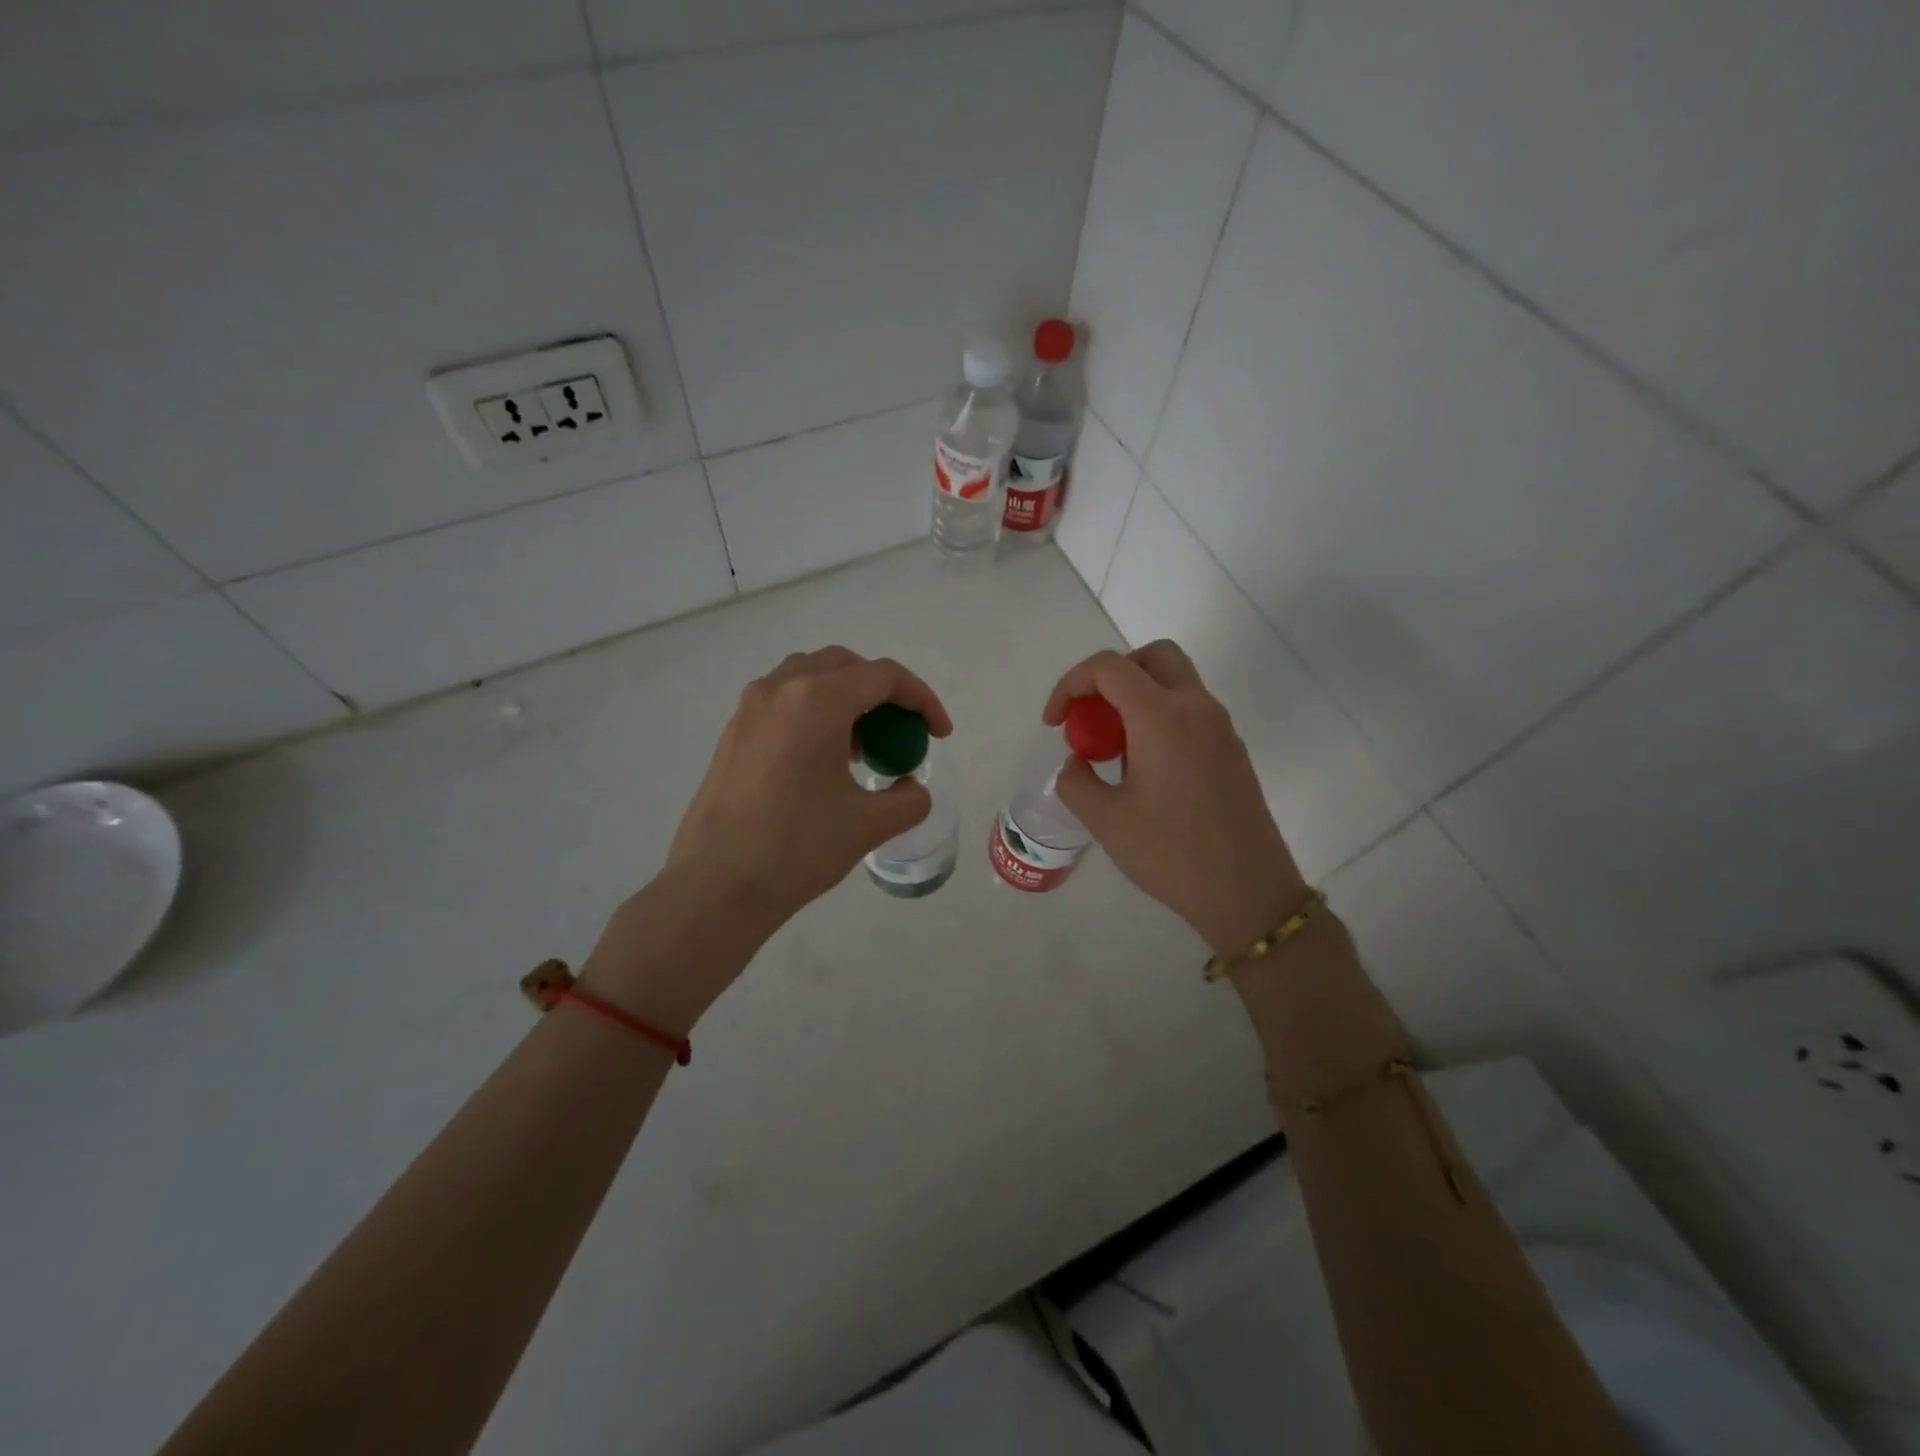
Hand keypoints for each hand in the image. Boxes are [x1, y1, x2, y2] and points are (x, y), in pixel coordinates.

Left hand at [667, 646, 952, 926]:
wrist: (716, 886)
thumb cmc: (797, 848)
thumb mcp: (869, 825)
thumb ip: (909, 799)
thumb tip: (911, 789)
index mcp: (817, 701)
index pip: (884, 677)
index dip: (922, 699)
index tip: (938, 734)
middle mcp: (780, 689)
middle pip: (845, 666)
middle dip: (883, 692)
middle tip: (900, 734)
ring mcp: (750, 708)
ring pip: (810, 677)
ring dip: (846, 698)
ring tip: (861, 748)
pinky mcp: (733, 732)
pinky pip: (784, 701)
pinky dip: (814, 712)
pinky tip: (822, 761)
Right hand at [1044, 641, 1307, 954]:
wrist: (1248, 892)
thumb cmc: (1171, 854)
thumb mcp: (1105, 821)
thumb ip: (1076, 780)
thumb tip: (1078, 762)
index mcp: (1161, 716)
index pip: (1109, 667)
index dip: (1071, 684)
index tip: (1055, 723)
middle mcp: (1196, 708)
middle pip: (1152, 657)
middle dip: (1112, 675)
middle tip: (1091, 716)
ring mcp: (1220, 727)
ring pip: (1175, 681)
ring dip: (1137, 696)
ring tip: (1115, 748)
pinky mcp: (1231, 749)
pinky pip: (1190, 710)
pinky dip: (1160, 716)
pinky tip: (1145, 768)